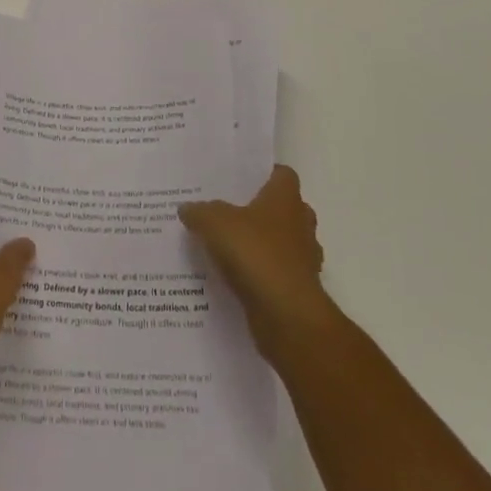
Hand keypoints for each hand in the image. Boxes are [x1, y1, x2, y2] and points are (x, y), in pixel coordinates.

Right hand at [181, 165, 336, 359]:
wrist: (286, 316)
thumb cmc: (256, 254)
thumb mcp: (215, 223)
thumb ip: (200, 212)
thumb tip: (187, 208)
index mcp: (286, 198)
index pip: (282, 174)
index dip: (264, 174)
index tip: (241, 179)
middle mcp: (300, 224)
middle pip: (284, 209)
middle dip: (261, 211)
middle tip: (229, 213)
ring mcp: (303, 259)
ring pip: (282, 244)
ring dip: (263, 246)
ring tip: (229, 248)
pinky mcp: (298, 290)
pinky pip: (277, 275)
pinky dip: (261, 276)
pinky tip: (235, 280)